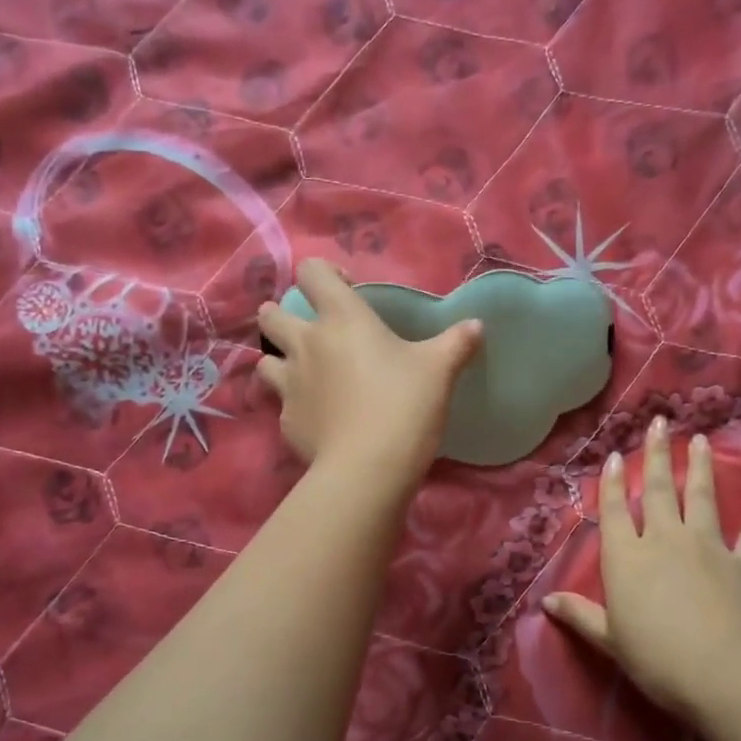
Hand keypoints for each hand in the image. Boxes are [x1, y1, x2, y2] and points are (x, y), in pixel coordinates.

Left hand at [254, 259, 481, 484]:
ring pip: (265, 359)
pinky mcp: (286, 422)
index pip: (311, 272)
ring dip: (279, 359)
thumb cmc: (404, 405)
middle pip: (271, 315)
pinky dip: (295, 405)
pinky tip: (318, 418)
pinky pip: (282, 404)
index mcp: (341, 319)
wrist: (368, 469)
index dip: (324, 273)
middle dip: (282, 316)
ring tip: (304, 373)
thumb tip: (476, 325)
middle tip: (311, 331)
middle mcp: (306, 344)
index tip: (347, 290)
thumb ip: (457, 343)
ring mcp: (290, 384)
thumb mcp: (439, 370)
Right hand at [544, 417, 740, 720]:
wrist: (726, 673)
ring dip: (701, 468)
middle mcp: (665, 540)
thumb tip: (545, 600)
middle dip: (657, 455)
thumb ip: (580, 615)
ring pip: (702, 498)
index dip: (614, 482)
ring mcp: (708, 547)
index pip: (615, 510)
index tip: (617, 455)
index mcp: (627, 557)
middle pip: (660, 490)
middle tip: (659, 423)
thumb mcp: (610, 640)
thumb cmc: (657, 659)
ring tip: (700, 441)